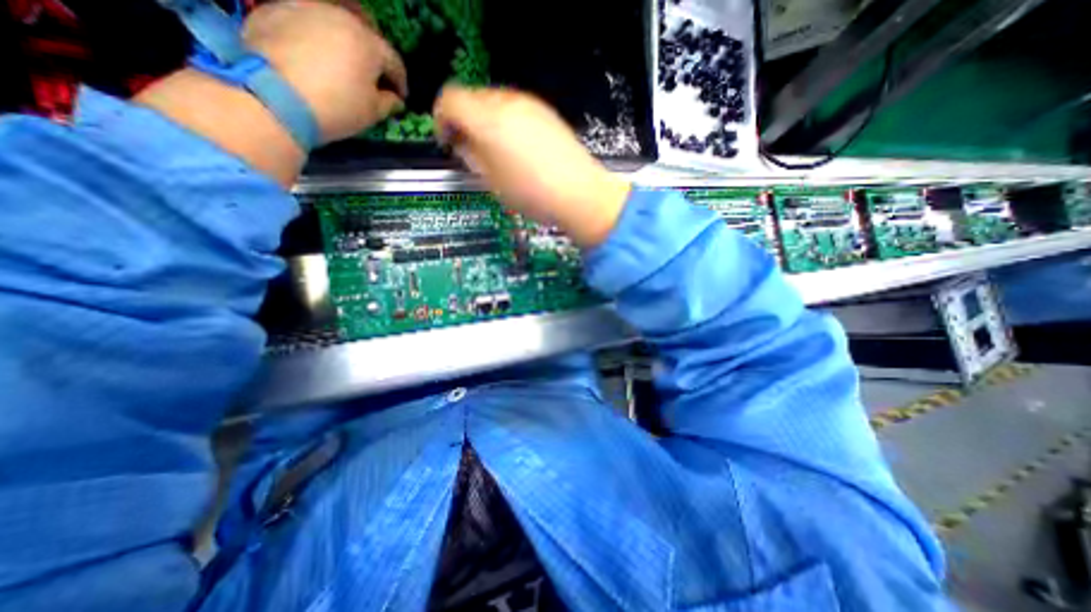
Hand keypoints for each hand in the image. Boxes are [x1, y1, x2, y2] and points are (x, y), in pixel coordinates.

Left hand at [134, 0, 406, 185]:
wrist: (273, 97)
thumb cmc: (337, 106)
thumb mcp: (373, 112)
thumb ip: (389, 102)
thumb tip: (394, 98)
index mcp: (367, 42)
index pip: (394, 62)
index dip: (400, 82)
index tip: (400, 97)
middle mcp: (338, 16)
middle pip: (364, 36)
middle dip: (373, 58)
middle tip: (373, 79)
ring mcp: (303, 8)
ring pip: (334, 25)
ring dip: (343, 44)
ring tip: (342, 65)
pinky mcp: (273, 10)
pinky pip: (306, 24)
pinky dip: (315, 38)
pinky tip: (313, 58)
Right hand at [431, 86, 626, 249]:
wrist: (579, 194)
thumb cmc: (533, 194)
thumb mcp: (492, 182)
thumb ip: (471, 156)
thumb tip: (463, 143)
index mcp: (488, 120)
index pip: (449, 99)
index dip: (441, 119)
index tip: (447, 141)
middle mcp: (507, 102)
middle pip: (472, 97)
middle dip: (464, 121)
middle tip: (470, 150)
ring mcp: (530, 105)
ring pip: (494, 102)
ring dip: (485, 122)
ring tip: (495, 154)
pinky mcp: (546, 112)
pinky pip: (515, 109)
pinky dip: (506, 123)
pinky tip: (516, 150)